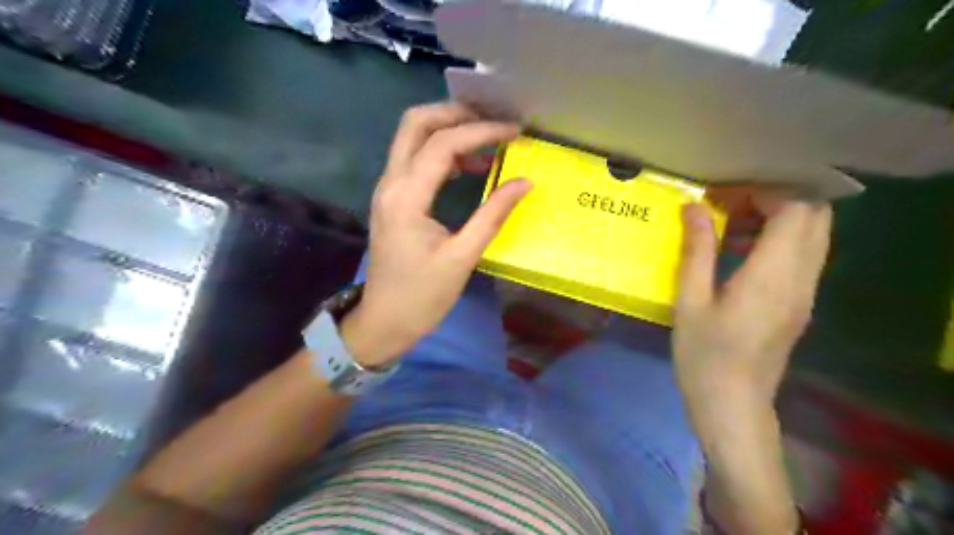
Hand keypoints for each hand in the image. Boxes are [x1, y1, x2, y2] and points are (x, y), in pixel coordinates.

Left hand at [336, 103, 532, 367]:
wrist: (384, 321)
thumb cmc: (422, 296)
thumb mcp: (462, 258)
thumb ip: (492, 215)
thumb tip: (524, 182)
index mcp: (407, 197)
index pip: (443, 144)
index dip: (482, 131)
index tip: (514, 132)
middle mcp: (391, 183)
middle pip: (415, 123)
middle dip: (456, 114)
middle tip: (493, 124)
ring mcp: (387, 189)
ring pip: (411, 137)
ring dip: (448, 130)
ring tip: (487, 145)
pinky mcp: (392, 199)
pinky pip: (413, 158)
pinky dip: (441, 151)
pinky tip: (467, 167)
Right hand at [674, 194, 831, 417]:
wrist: (733, 405)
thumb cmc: (704, 355)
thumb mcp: (689, 301)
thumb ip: (696, 250)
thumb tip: (693, 207)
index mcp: (773, 276)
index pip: (795, 209)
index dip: (762, 192)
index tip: (722, 197)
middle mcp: (801, 278)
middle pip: (813, 215)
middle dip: (773, 199)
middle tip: (727, 206)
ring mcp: (806, 292)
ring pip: (811, 234)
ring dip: (776, 218)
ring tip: (728, 226)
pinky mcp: (800, 303)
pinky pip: (802, 255)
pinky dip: (776, 240)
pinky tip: (736, 253)